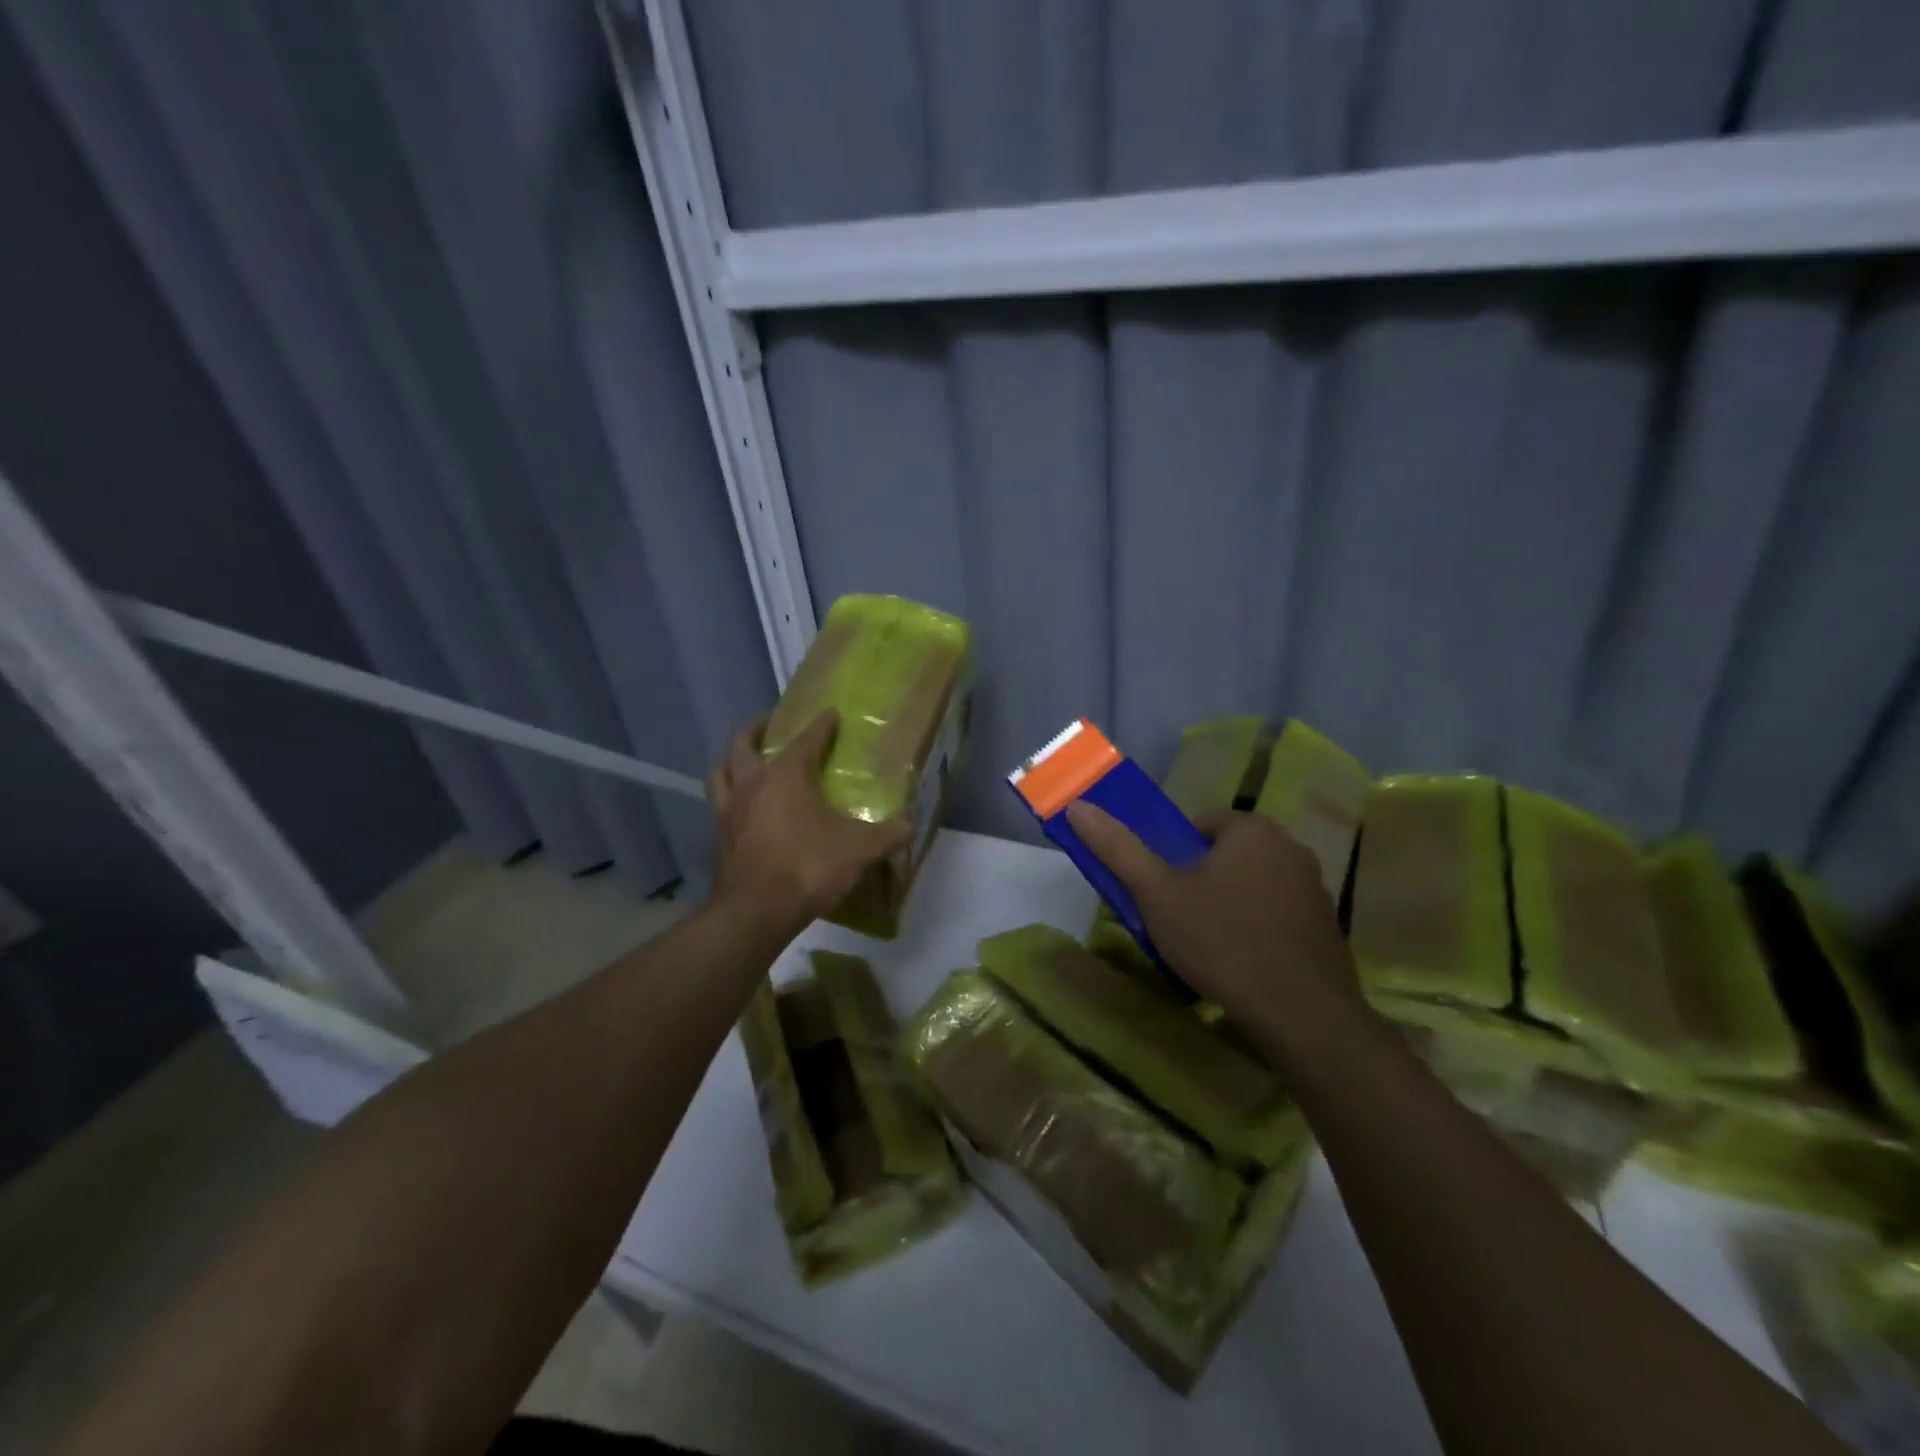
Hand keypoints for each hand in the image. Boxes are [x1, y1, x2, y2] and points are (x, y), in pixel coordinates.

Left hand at [707, 710, 912, 935]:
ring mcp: (729, 812)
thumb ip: (888, 834)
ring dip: (732, 761)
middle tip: (771, 724)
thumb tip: (910, 823)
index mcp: (786, 776)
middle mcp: (752, 785)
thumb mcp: (859, 850)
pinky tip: (744, 810)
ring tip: (746, 760)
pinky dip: (731, 798)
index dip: (821, 725)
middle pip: (743, 745)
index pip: (806, 740)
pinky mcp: (718, 839)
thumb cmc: (807, 868)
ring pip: (720, 772)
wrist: (754, 913)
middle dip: (757, 729)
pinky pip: (720, 806)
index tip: (830, 713)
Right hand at [1066, 803, 1361, 1049]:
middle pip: (1226, 854)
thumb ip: (1118, 848)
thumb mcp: (1157, 894)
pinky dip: (1258, 928)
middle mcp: (1290, 847)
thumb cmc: (1221, 942)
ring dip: (1229, 904)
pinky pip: (1278, 914)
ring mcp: (1315, 887)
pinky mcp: (1327, 926)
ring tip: (1208, 945)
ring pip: (1253, 884)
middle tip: (1178, 918)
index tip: (1162, 891)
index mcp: (1252, 829)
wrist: (1302, 1016)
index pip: (1199, 824)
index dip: (1172, 855)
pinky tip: (1243, 963)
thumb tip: (1078, 806)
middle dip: (1201, 880)